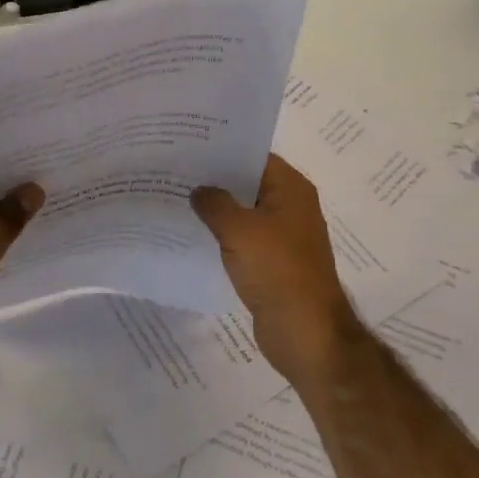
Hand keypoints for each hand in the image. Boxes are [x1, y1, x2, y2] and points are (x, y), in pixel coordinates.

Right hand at [192, 153, 364, 385]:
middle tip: (172, 170)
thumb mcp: (240, 230)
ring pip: (243, 213)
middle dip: (214, 179)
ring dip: (215, 210)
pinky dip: (221, 236)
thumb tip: (198, 190)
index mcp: (291, 189)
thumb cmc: (277, 271)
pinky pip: (242, 240)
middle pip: (247, 183)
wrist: (306, 333)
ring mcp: (282, 237)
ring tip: (174, 198)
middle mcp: (290, 206)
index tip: (188, 144)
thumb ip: (215, 204)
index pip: (254, 156)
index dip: (222, 149)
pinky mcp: (271, 263)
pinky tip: (190, 235)